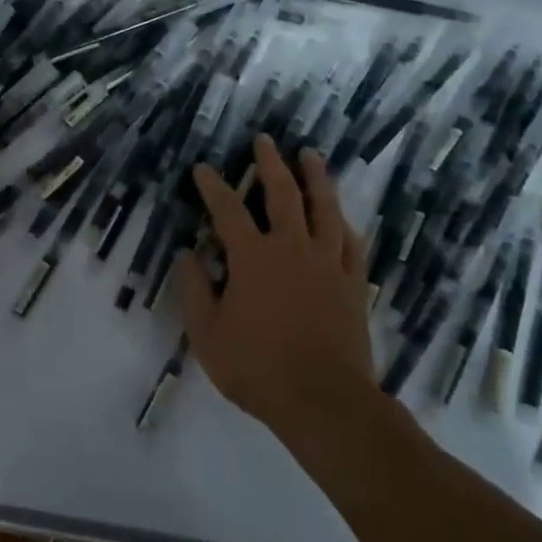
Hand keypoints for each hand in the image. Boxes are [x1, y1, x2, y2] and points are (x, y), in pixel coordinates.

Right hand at [173, 135, 373, 445]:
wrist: (325, 401)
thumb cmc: (258, 368)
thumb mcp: (207, 335)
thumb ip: (194, 291)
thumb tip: (187, 254)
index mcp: (254, 258)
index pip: (228, 209)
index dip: (213, 186)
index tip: (203, 168)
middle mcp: (292, 249)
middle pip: (283, 194)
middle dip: (271, 163)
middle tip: (265, 140)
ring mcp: (328, 264)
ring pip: (324, 209)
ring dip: (316, 178)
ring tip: (310, 156)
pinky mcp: (353, 283)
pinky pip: (352, 243)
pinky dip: (344, 224)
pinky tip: (342, 215)